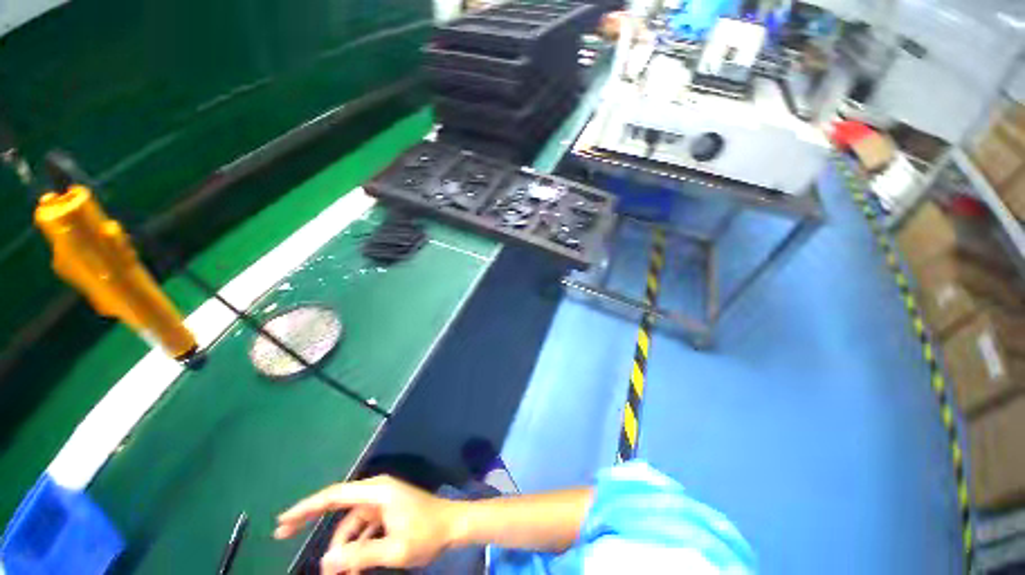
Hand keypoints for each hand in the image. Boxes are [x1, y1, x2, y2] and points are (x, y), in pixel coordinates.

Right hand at [275, 475, 463, 573]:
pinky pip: (363, 529)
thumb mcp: (394, 549)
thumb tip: (325, 563)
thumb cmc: (427, 533)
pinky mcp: (387, 512)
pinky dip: (355, 547)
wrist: (454, 525)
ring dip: (342, 548)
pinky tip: (352, 569)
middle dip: (313, 522)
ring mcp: (382, 502)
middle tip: (283, 536)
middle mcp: (377, 492)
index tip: (282, 521)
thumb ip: (360, 555)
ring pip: (351, 524)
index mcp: (377, 492)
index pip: (335, 495)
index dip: (307, 507)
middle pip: (338, 505)